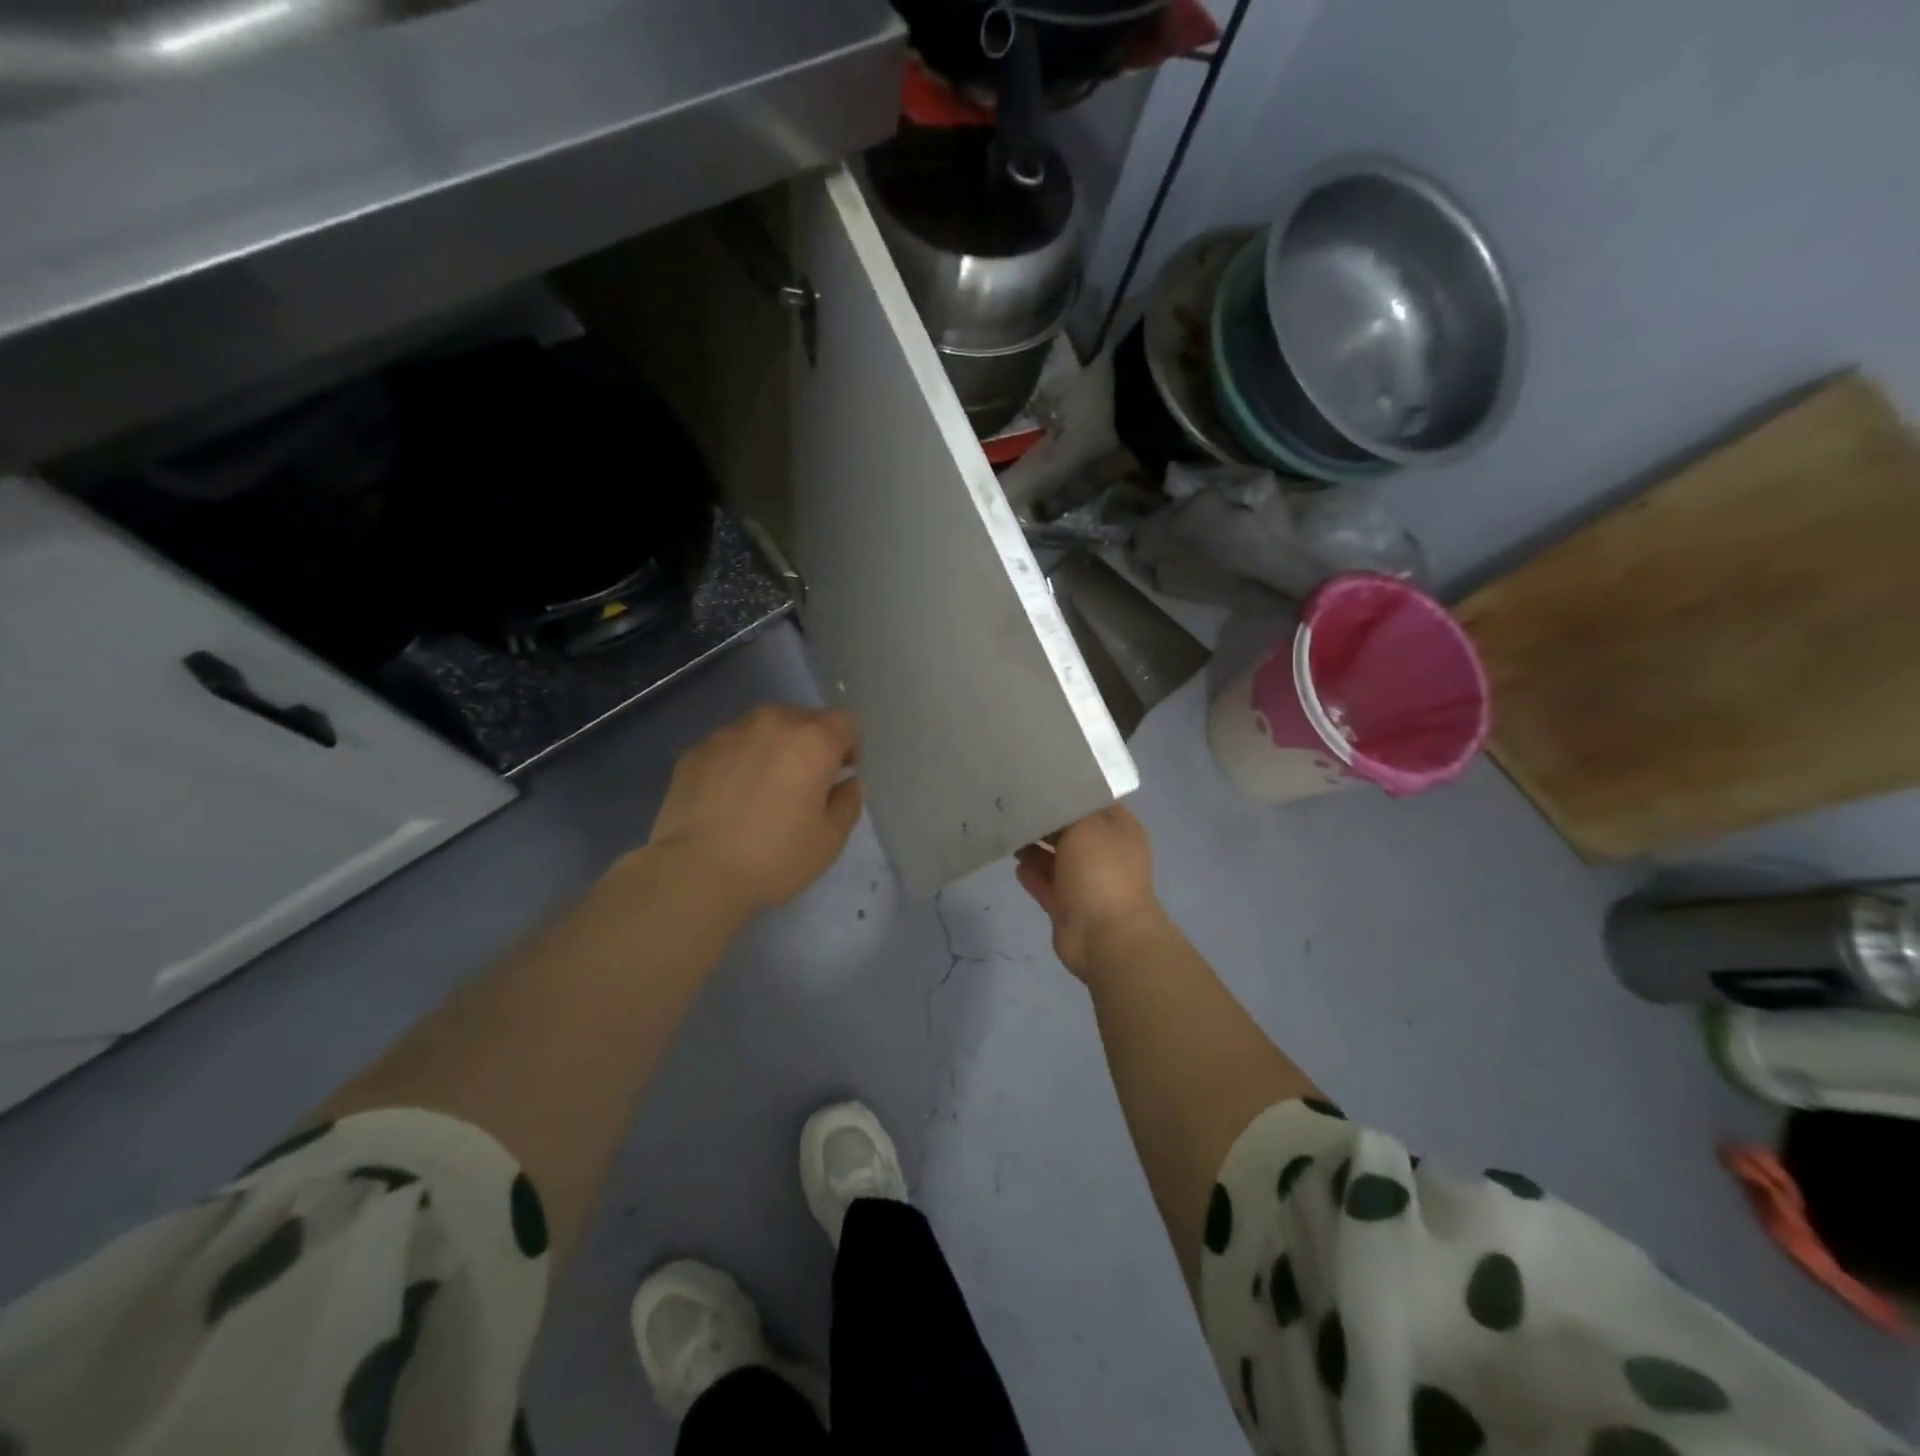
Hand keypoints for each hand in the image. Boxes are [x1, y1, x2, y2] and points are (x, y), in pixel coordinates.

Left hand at [647, 704, 862, 914]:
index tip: (839, 775)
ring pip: (762, 727)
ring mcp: (728, 733)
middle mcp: (772, 723)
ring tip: (763, 786)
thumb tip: (847, 783)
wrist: (695, 872)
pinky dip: (737, 760)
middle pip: (802, 718)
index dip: (848, 746)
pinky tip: (729, 796)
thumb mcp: (830, 839)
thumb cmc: (774, 856)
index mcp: (812, 740)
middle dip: (810, 743)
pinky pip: (729, 745)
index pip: (845, 722)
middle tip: (803, 783)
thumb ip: (848, 802)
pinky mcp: (695, 750)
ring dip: (772, 747)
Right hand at [1014, 804, 1169, 980]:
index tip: (1035, 778)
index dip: (1066, 788)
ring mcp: (1087, 881)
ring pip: (1055, 857)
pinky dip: (1031, 873)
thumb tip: (1048, 802)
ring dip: (1033, 846)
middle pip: (1070, 828)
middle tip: (1012, 802)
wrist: (1105, 937)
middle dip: (1045, 818)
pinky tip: (1013, 862)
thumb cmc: (1101, 871)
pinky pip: (1046, 883)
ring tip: (1007, 830)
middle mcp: (1105, 852)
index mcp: (1119, 829)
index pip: (1091, 799)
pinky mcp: (1068, 905)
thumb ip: (1066, 809)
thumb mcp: (1086, 825)